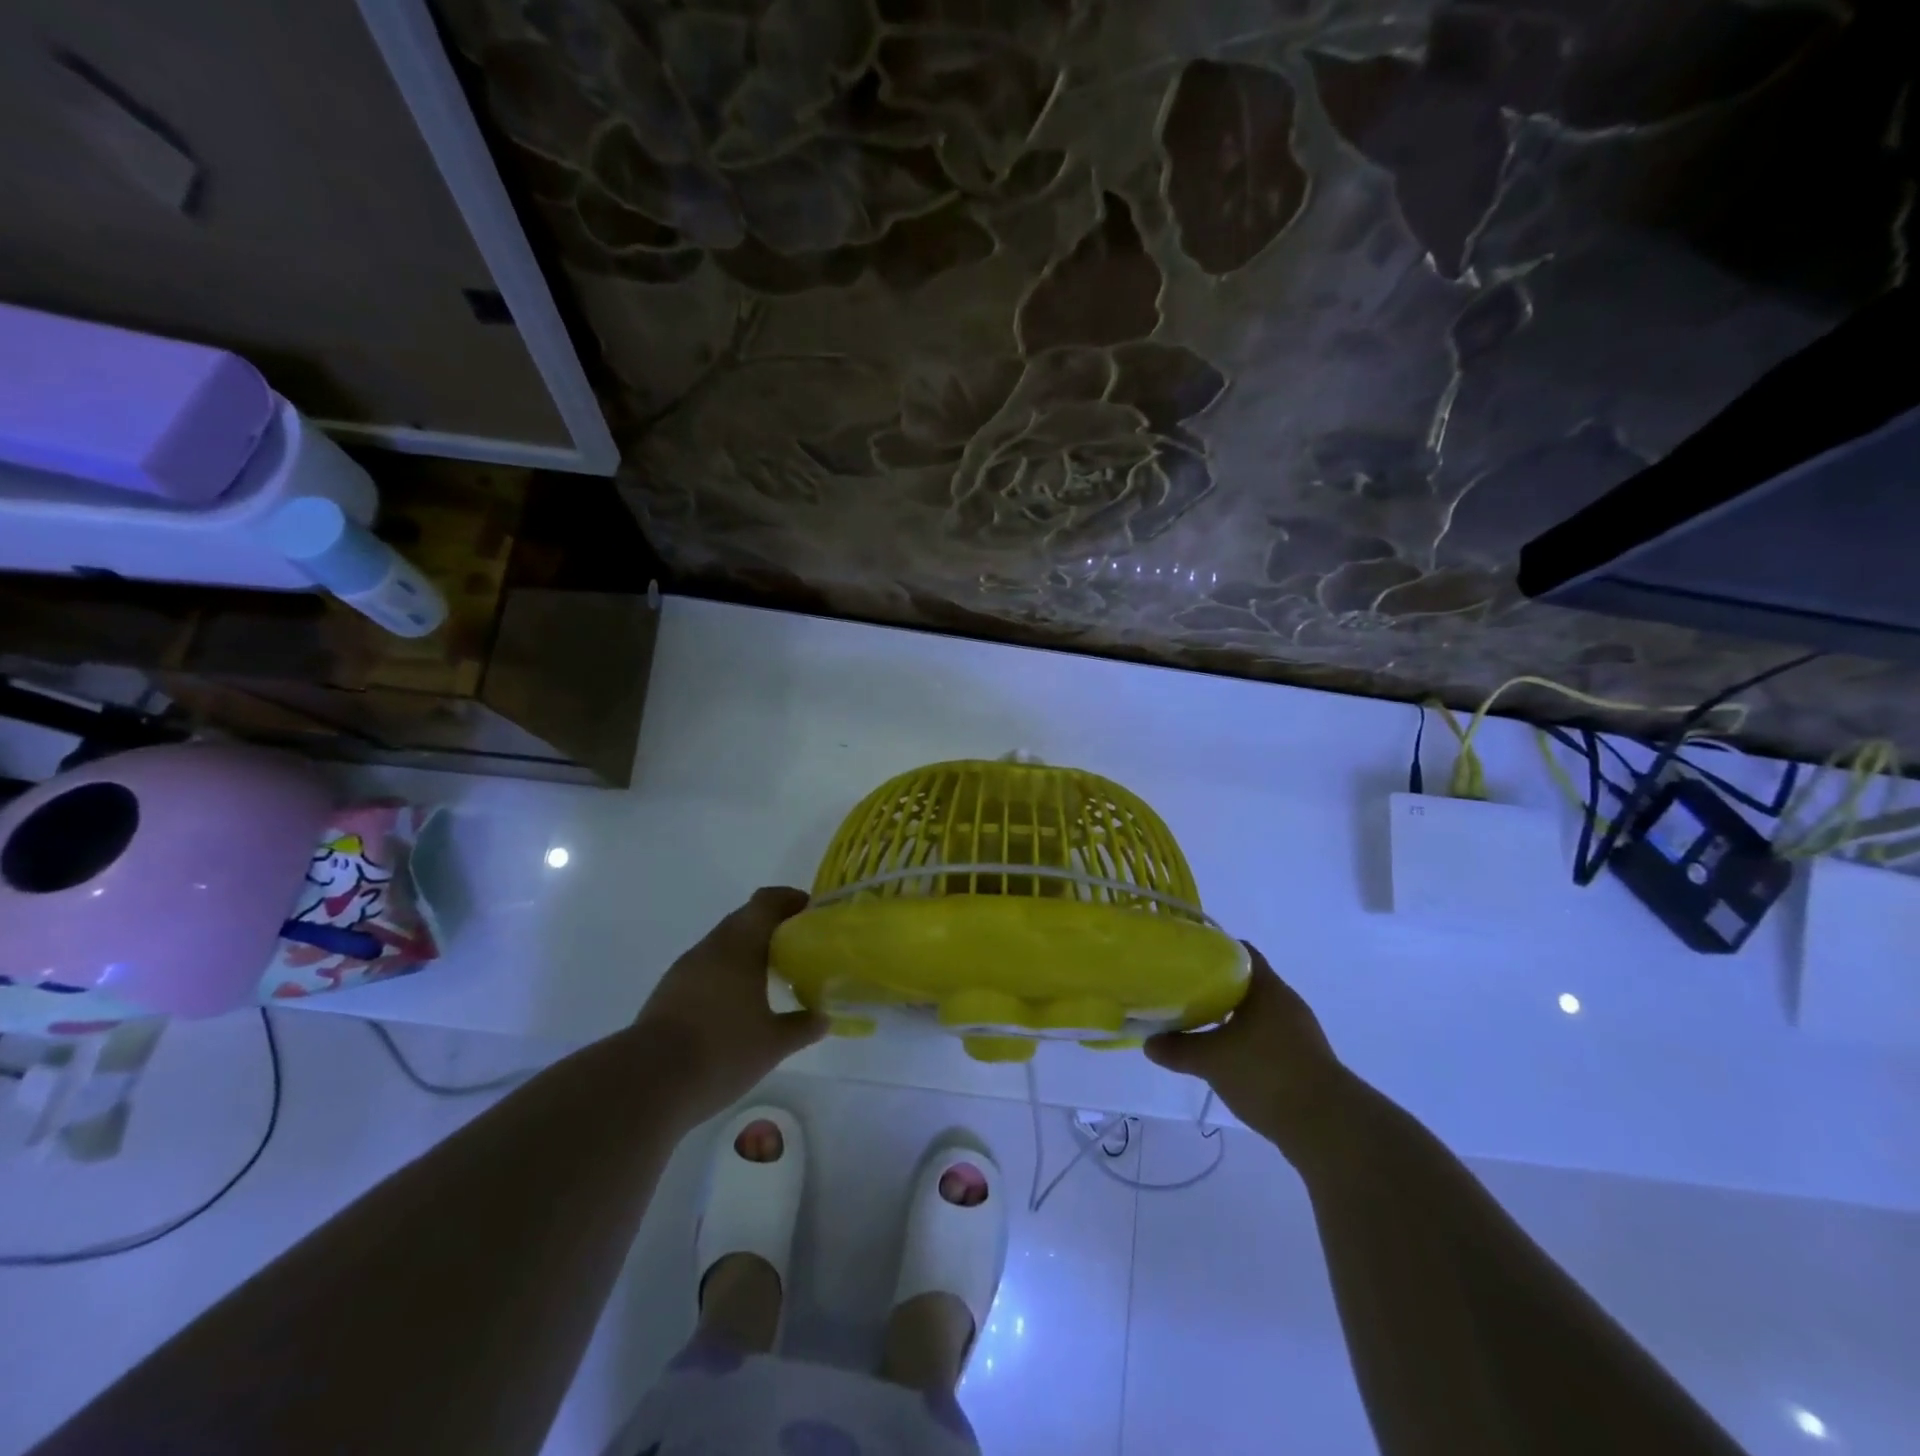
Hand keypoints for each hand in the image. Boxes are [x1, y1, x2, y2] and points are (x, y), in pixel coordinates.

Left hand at [629, 887, 827, 1122]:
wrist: (647, 1082)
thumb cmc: (721, 1051)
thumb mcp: (772, 1044)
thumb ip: (802, 1027)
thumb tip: (825, 1018)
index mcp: (740, 945)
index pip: (766, 902)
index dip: (790, 900)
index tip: (811, 913)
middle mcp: (711, 947)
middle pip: (744, 919)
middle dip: (772, 926)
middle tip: (799, 947)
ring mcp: (685, 968)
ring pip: (724, 944)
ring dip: (748, 950)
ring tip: (772, 976)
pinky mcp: (669, 991)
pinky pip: (707, 967)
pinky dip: (727, 972)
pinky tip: (738, 1002)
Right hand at [1144, 945, 1347, 1150]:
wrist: (1327, 1127)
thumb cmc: (1267, 1074)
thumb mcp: (1212, 1060)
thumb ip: (1178, 1048)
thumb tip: (1149, 1043)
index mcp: (1268, 988)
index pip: (1239, 951)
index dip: (1211, 950)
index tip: (1183, 957)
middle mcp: (1286, 1003)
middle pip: (1245, 982)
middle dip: (1214, 986)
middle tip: (1182, 991)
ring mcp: (1298, 1033)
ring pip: (1256, 1012)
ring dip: (1230, 1016)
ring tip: (1198, 1024)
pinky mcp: (1303, 1060)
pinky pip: (1266, 1038)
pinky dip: (1244, 1041)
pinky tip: (1225, 1057)